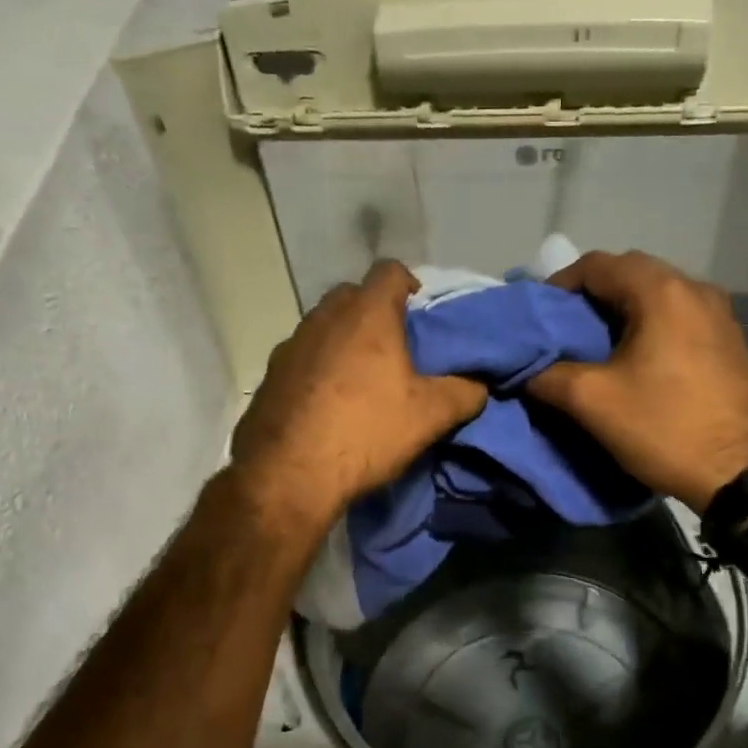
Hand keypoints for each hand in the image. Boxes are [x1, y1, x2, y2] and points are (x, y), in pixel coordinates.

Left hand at [229, 261, 486, 534]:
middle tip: (394, 348)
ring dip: (343, 341)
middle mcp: (324, 318)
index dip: (409, 284)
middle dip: (374, 313)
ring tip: (360, 379)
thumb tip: (478, 385)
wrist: (289, 476)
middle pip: (352, 295)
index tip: (421, 314)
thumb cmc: (366, 432)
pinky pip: (301, 358)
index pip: (389, 270)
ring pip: (323, 326)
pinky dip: (317, 369)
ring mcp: (290, 345)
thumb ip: (464, 392)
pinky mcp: (269, 376)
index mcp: (367, 315)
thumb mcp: (430, 416)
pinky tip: (326, 404)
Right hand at [528, 251, 747, 512]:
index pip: (597, 265)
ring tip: (594, 346)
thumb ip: (548, 375)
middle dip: (590, 298)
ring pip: (655, 295)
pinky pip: (678, 316)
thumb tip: (526, 370)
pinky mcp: (728, 339)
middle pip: (629, 274)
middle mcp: (694, 288)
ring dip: (620, 312)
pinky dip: (649, 326)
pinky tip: (635, 359)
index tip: (538, 317)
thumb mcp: (593, 402)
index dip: (559, 286)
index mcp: (661, 291)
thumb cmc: (665, 427)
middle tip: (563, 331)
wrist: (741, 473)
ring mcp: (718, 313)